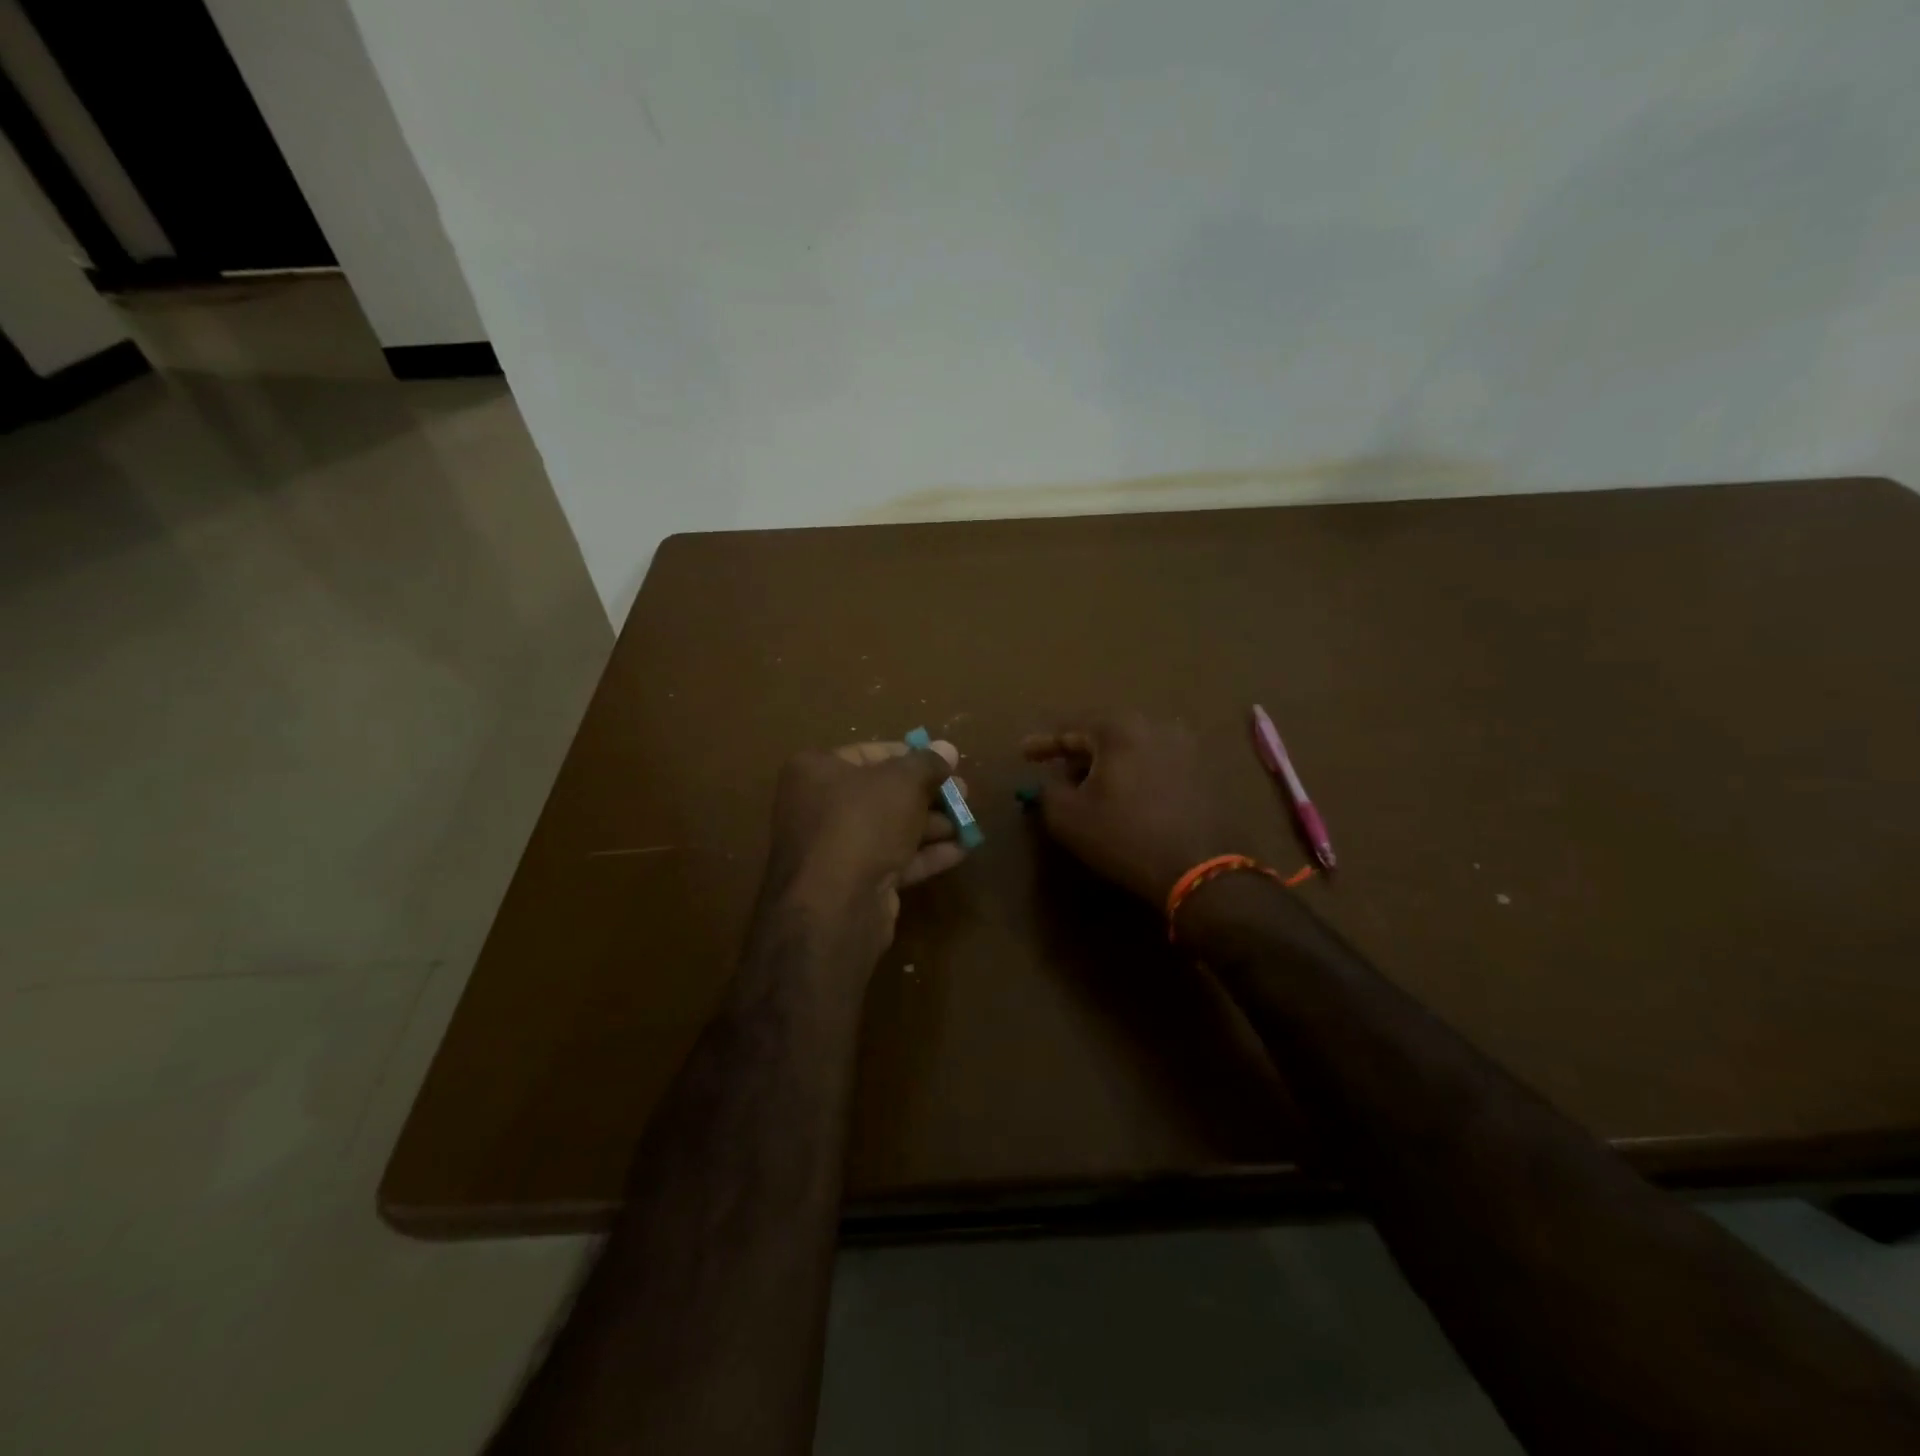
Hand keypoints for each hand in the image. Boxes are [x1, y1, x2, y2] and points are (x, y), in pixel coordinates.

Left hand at [763, 739, 969, 955]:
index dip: (912, 756)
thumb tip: (947, 748)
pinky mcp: (852, 882)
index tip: (946, 763)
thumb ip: (928, 763)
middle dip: (927, 794)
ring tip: (969, 824)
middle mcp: (818, 805)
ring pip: (890, 828)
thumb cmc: (863, 823)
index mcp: (816, 770)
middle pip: (882, 792)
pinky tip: (960, 851)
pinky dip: (924, 854)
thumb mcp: (903, 782)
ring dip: (931, 825)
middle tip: (964, 794)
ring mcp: (834, 848)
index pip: (871, 753)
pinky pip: (892, 859)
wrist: (835, 906)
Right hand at [1023, 712, 1251, 904]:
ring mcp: (1186, 748)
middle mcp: (1156, 726)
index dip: (1043, 743)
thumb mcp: (1068, 817)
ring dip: (1108, 765)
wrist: (1202, 869)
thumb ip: (1048, 791)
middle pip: (1104, 735)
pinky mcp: (1204, 772)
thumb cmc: (1125, 836)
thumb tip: (1050, 783)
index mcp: (1119, 728)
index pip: (1070, 728)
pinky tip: (1126, 798)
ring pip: (1132, 750)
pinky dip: (1134, 775)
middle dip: (1078, 753)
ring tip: (1091, 788)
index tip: (1024, 753)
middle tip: (1057, 772)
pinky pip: (1156, 765)